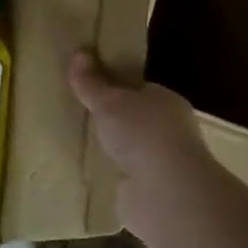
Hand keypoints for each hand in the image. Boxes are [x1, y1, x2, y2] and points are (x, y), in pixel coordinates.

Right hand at [68, 51, 211, 234]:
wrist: (166, 194)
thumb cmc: (142, 134)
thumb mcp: (109, 101)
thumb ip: (92, 82)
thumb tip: (78, 53)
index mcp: (166, 102)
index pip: (139, 89)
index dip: (116, 87)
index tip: (89, 87)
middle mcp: (170, 131)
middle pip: (134, 119)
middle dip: (111, 119)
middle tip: (78, 114)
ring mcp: (162, 163)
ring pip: (130, 149)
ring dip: (111, 148)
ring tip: (78, 142)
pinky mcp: (152, 191)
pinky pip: (125, 176)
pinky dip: (111, 173)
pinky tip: (89, 171)